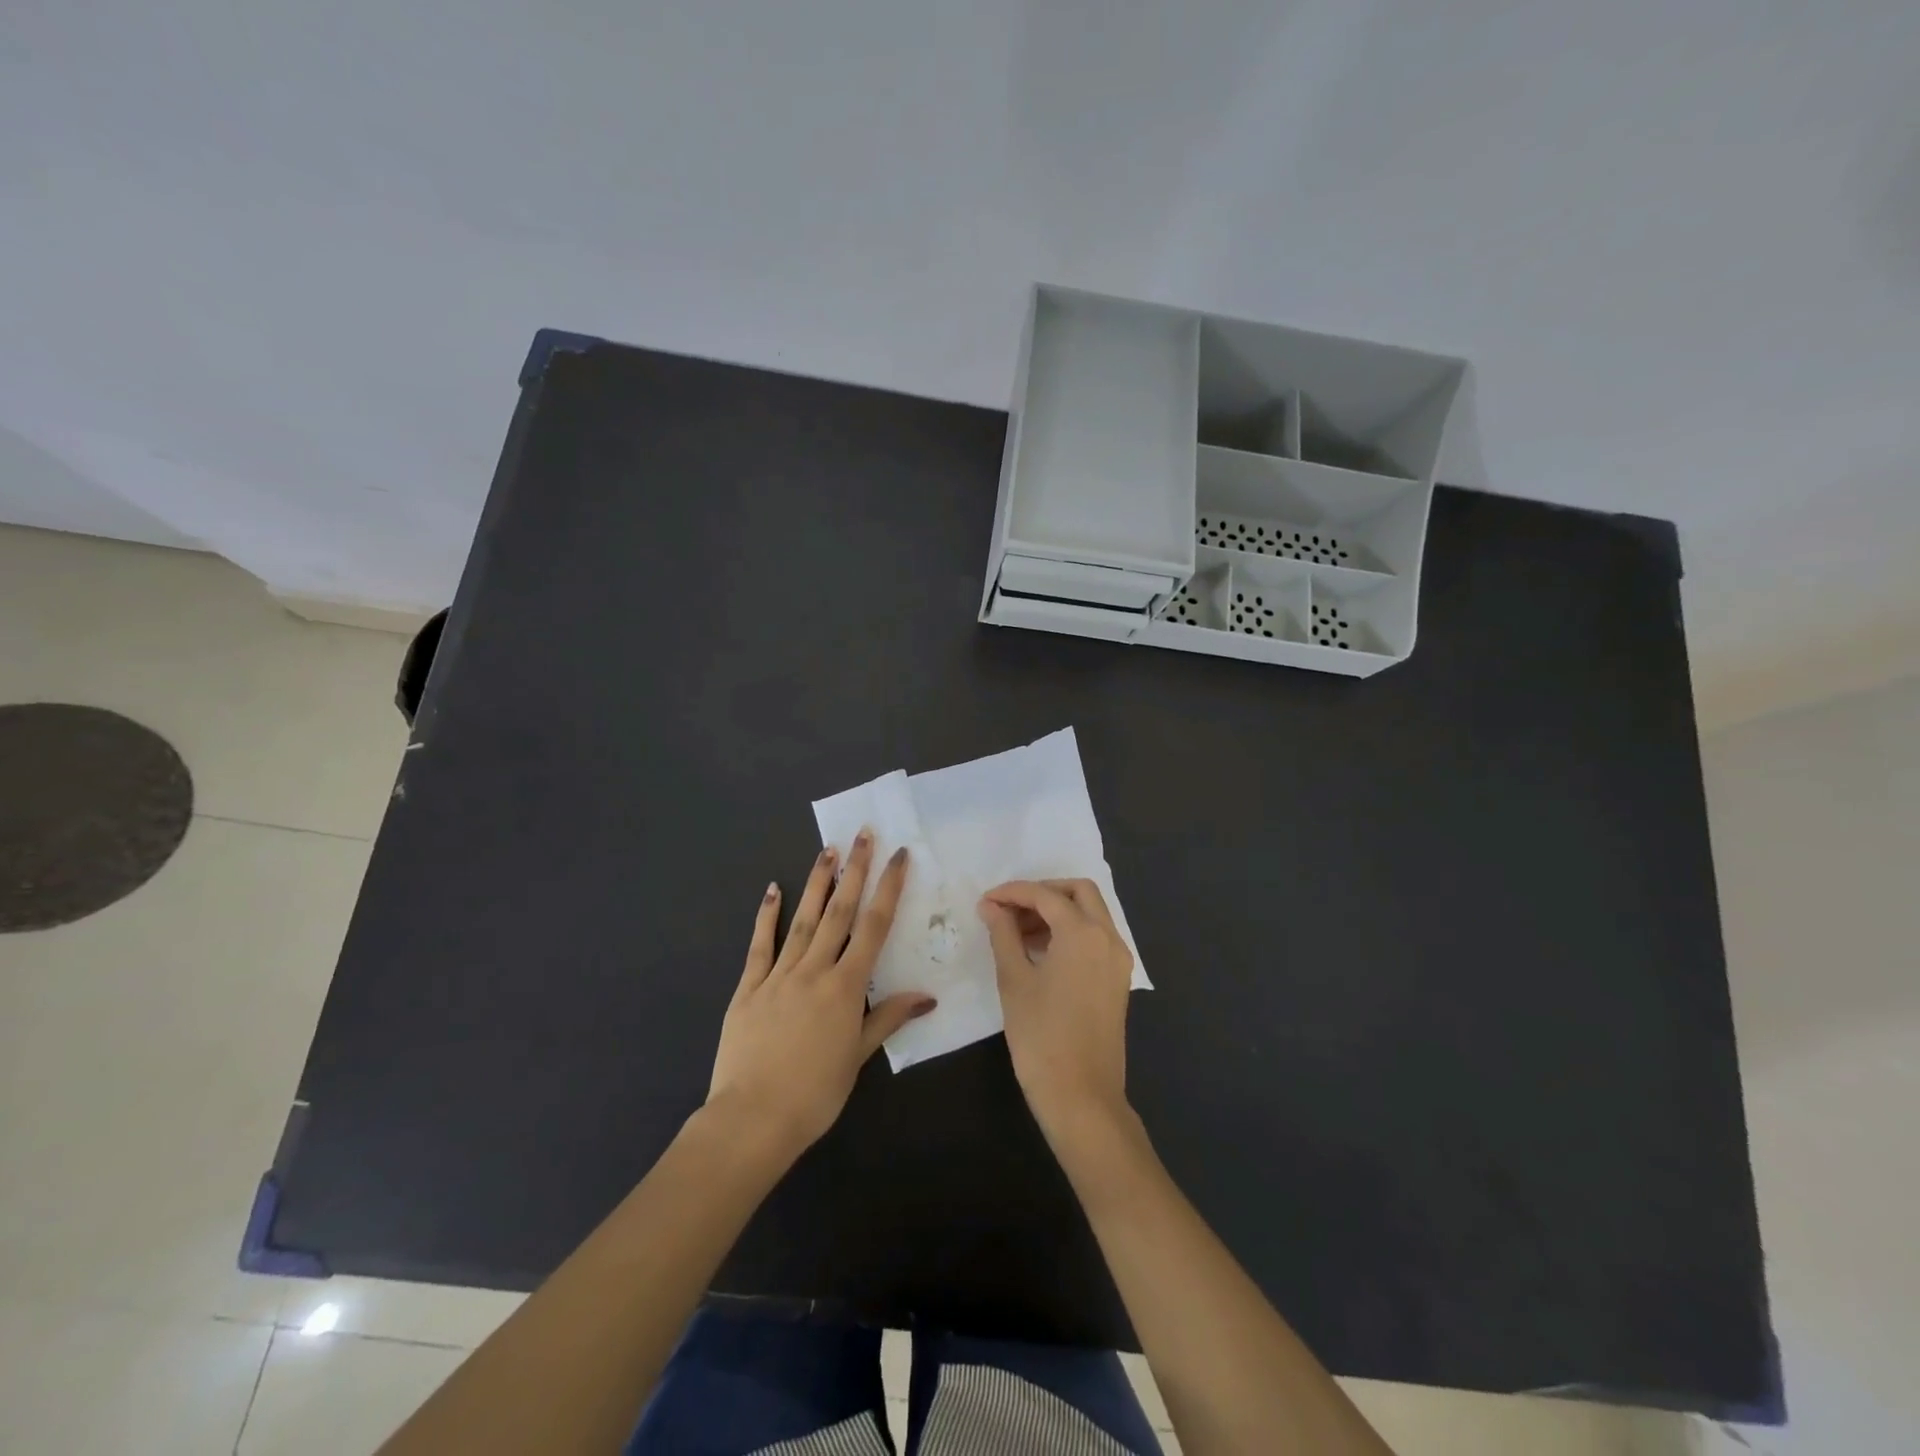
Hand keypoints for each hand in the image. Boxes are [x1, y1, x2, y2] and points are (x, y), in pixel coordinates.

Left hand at [706, 831, 934, 1160]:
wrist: (752, 1119)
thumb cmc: (815, 1094)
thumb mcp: (858, 1056)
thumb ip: (888, 1018)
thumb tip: (927, 996)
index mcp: (845, 987)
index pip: (873, 927)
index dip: (888, 888)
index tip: (898, 856)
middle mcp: (814, 970)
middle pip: (839, 912)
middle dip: (854, 870)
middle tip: (863, 835)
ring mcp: (778, 975)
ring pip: (804, 919)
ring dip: (818, 883)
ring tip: (828, 850)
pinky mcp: (748, 987)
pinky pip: (760, 945)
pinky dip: (767, 915)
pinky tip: (773, 889)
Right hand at [978, 879, 1134, 1139]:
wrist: (1081, 1097)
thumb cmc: (1041, 1036)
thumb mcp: (1014, 980)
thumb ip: (1003, 934)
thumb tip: (991, 906)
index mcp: (1083, 933)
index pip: (1045, 896)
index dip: (1013, 892)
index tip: (986, 901)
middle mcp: (1108, 938)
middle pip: (1079, 892)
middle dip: (1043, 892)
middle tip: (1010, 908)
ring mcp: (1118, 960)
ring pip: (1091, 913)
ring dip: (1057, 911)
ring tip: (1017, 931)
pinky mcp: (1117, 980)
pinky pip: (1096, 937)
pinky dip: (1071, 931)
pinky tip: (1040, 951)